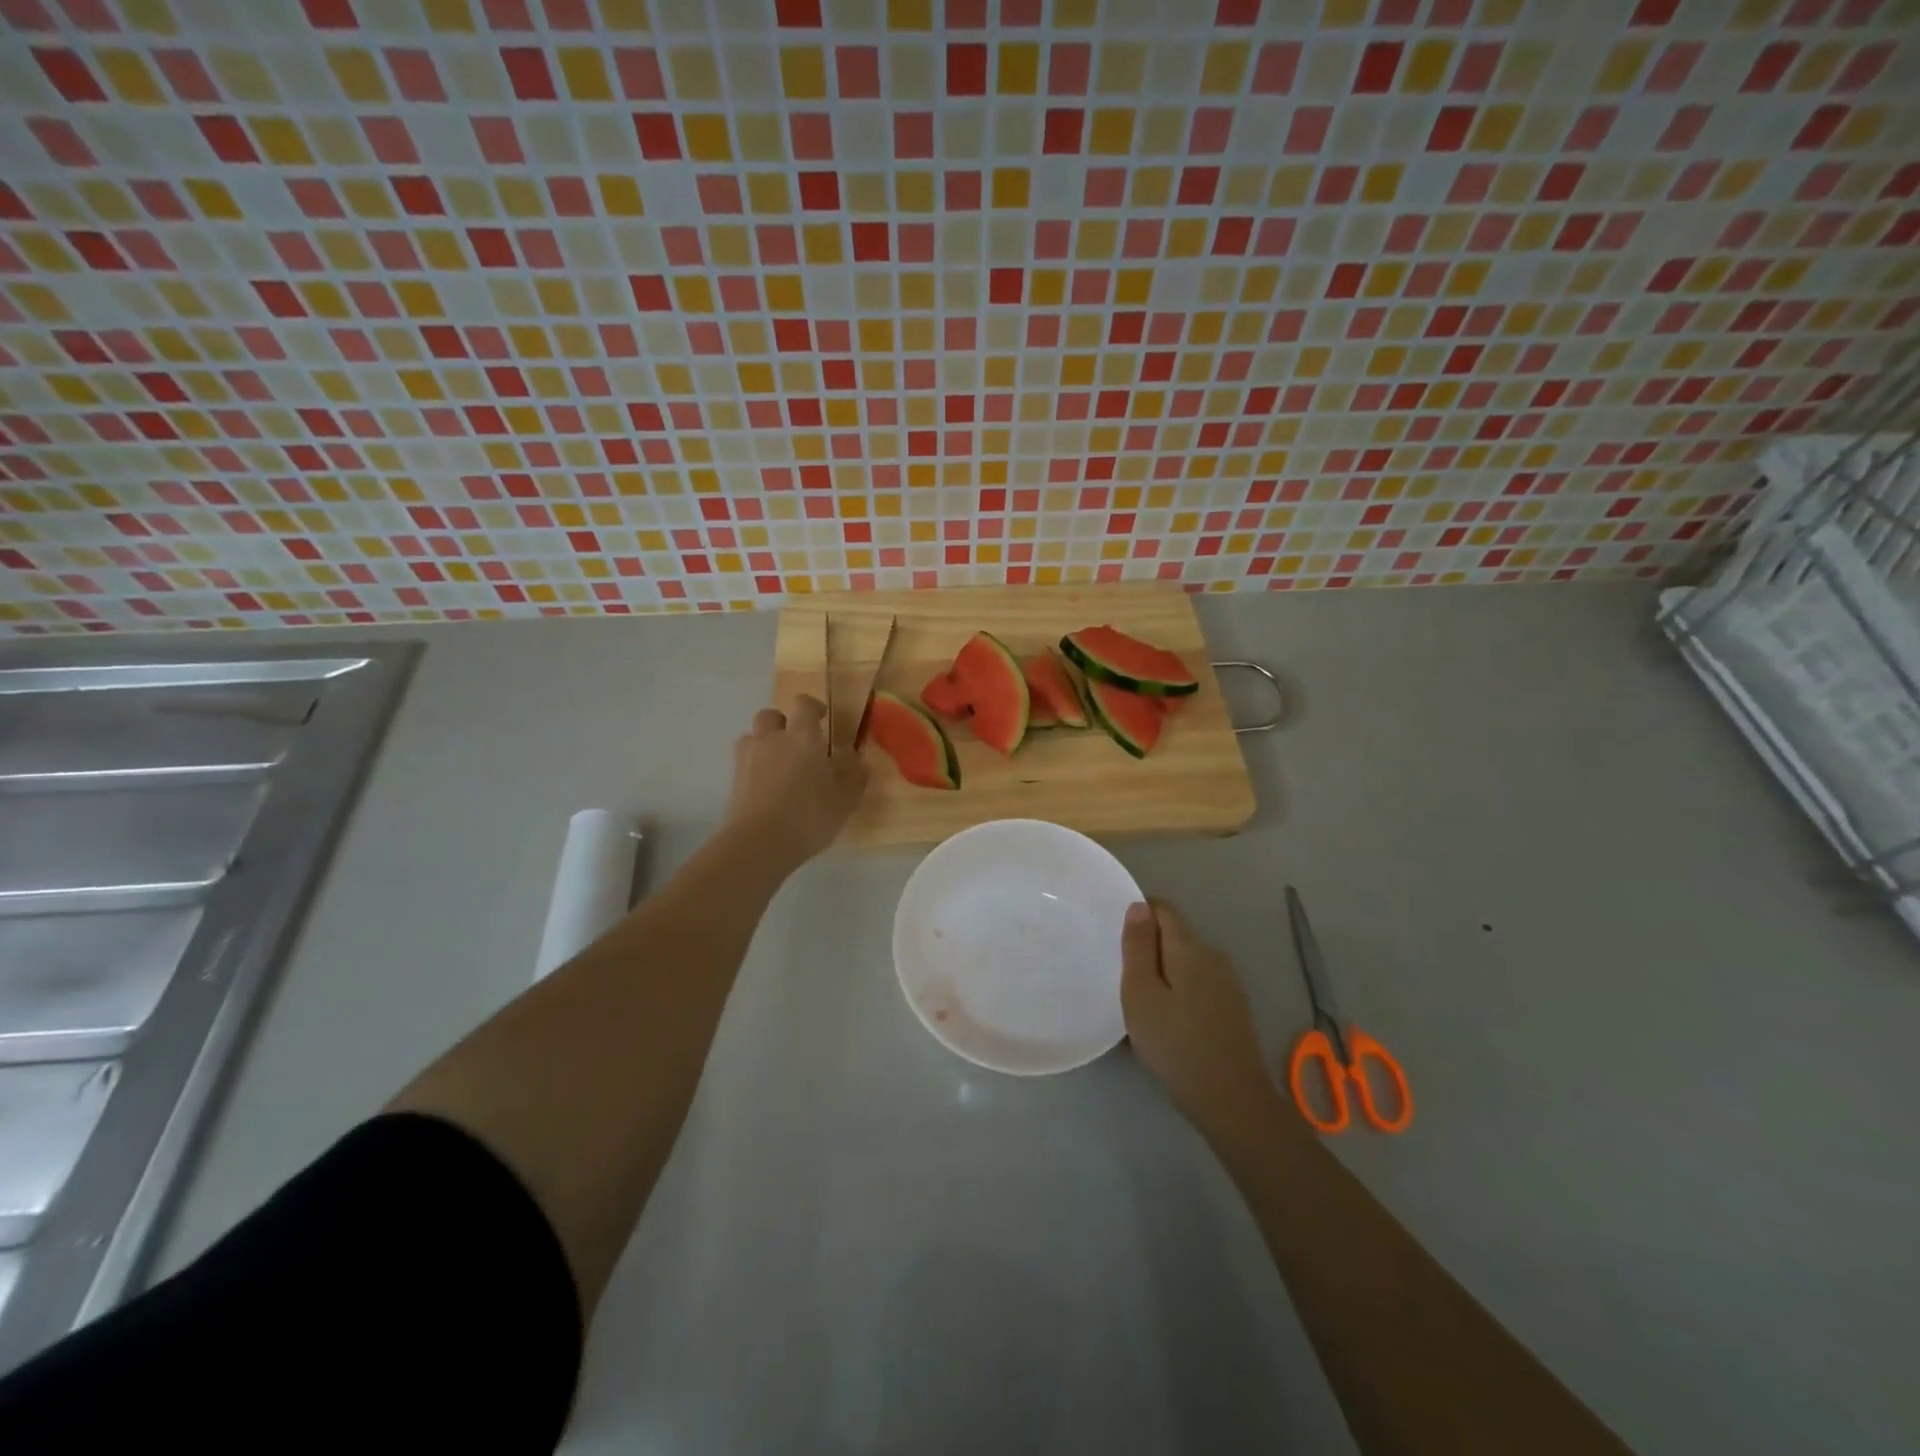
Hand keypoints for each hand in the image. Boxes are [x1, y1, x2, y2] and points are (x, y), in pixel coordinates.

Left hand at [726, 695, 866, 861]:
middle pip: (770, 715)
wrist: (760, 842)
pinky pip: (744, 762)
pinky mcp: (734, 780)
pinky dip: (754, 767)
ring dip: (765, 743)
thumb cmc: (810, 815)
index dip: (812, 707)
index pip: (804, 705)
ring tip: (778, 765)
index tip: (822, 719)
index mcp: (803, 736)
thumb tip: (855, 756)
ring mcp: (748, 758)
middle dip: (783, 723)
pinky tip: (766, 787)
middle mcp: (772, 739)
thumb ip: (854, 773)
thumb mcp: (846, 798)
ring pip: (753, 737)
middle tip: (797, 743)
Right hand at [1122, 900, 1277, 1134]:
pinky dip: (1178, 988)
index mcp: (1189, 947)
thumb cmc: (1176, 1043)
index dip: (1138, 913)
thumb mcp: (1141, 993)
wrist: (1232, 1100)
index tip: (1114, 935)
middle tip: (1119, 971)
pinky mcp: (1232, 1006)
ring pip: (1186, 960)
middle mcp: (1213, 955)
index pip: (1163, 909)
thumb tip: (1139, 905)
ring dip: (1162, 969)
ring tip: (1138, 997)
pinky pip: (1197, 982)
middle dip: (1147, 944)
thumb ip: (1138, 946)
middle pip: (1175, 934)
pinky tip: (1166, 1017)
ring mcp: (1227, 982)